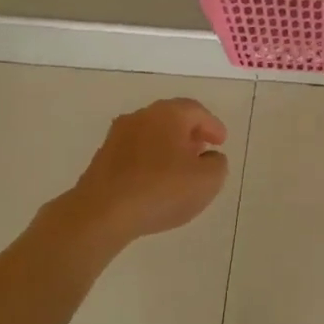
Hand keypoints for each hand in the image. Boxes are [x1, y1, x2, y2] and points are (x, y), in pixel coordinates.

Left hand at [65, 98, 228, 244]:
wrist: (102, 213)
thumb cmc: (161, 190)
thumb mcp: (208, 180)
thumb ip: (217, 164)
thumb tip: (209, 157)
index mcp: (168, 114)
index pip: (196, 111)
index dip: (213, 125)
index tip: (221, 142)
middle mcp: (141, 117)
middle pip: (172, 118)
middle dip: (190, 133)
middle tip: (203, 149)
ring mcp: (117, 136)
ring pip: (151, 134)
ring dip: (169, 146)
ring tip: (181, 168)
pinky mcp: (102, 158)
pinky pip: (135, 151)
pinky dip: (150, 159)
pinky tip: (156, 180)